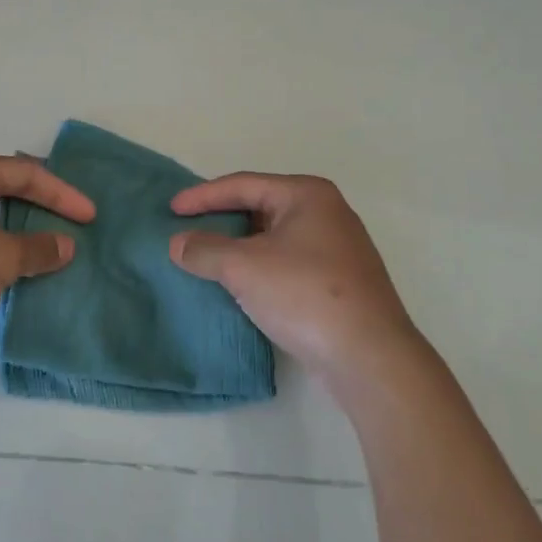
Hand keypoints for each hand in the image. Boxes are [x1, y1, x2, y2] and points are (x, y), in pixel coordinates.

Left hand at [0, 150, 94, 370]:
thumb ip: (37, 249)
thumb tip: (65, 245)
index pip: (27, 172)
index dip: (63, 194)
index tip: (91, 218)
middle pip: (4, 186)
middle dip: (39, 206)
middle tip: (70, 224)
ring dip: (14, 230)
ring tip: (43, 250)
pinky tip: (1, 272)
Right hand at [169, 173, 421, 384]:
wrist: (369, 356)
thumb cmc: (304, 294)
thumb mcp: (244, 267)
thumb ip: (205, 250)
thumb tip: (179, 244)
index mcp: (307, 195)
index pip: (243, 185)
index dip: (203, 196)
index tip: (172, 209)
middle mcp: (327, 213)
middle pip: (261, 207)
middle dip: (223, 220)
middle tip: (188, 231)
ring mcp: (338, 249)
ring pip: (275, 238)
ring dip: (241, 247)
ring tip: (208, 260)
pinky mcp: (341, 282)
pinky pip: (288, 263)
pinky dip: (261, 268)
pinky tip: (242, 287)